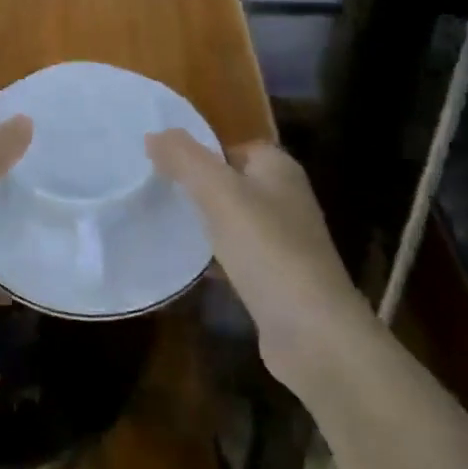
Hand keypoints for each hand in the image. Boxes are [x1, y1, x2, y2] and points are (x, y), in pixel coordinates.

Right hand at [146, 131, 365, 375]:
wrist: (314, 334)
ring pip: (234, 221)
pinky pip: (239, 257)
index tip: (164, 164)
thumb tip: (154, 134)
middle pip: (233, 182)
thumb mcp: (219, 193)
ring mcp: (286, 242)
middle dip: (198, 187)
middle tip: (158, 193)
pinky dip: (216, 258)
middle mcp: (287, 199)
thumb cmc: (267, 249)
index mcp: (279, 169)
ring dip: (205, 223)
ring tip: (165, 225)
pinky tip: (190, 266)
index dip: (201, 152)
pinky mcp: (279, 280)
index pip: (234, 146)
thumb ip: (185, 158)